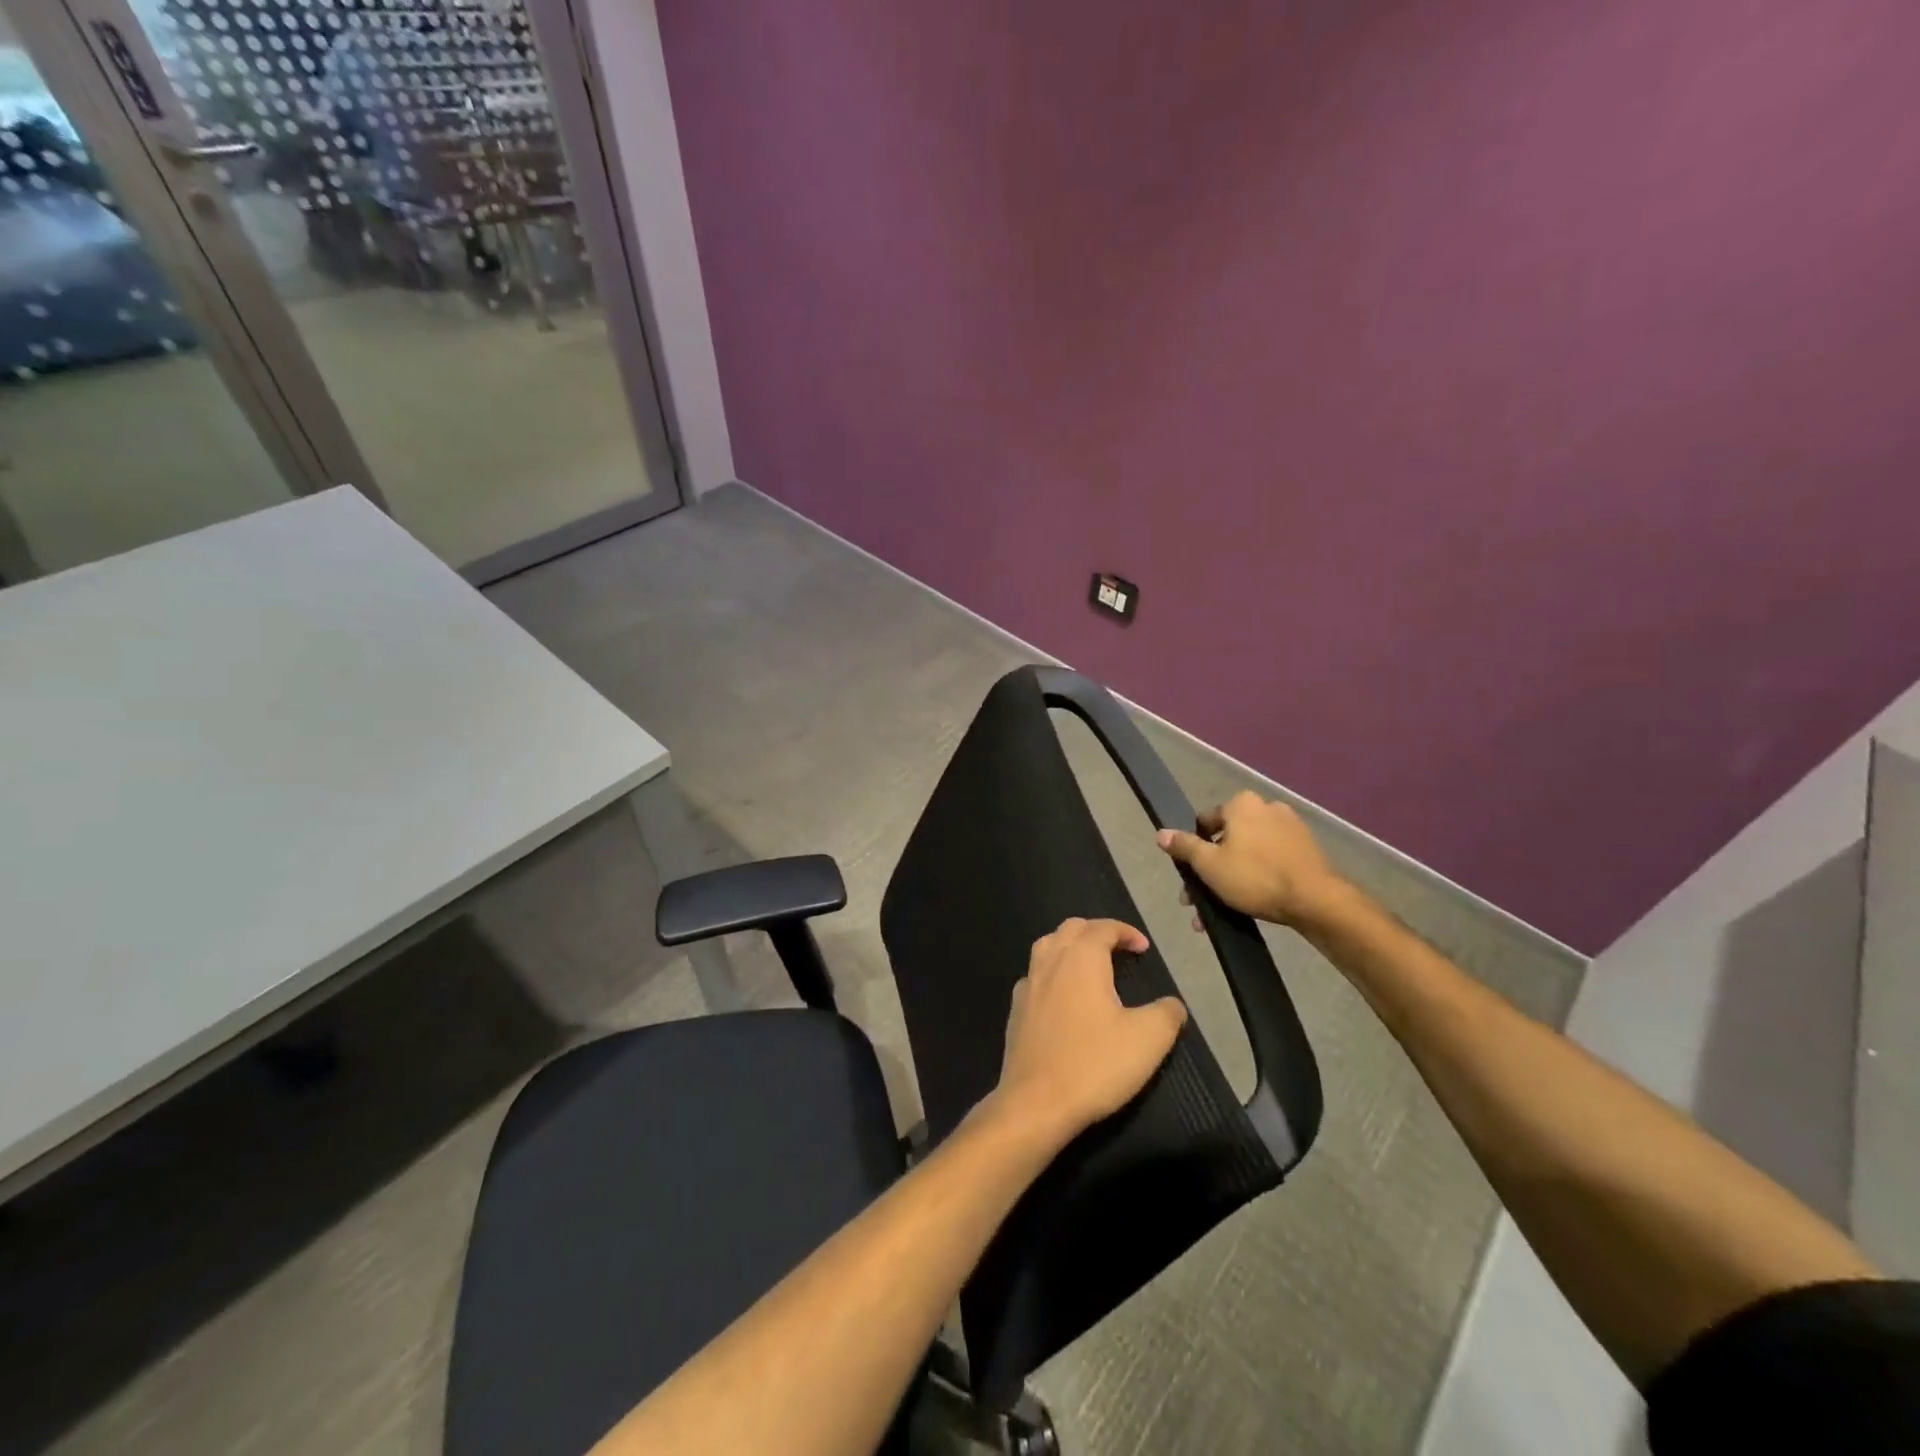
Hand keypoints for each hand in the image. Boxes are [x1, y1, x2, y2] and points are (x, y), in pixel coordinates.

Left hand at [991, 918, 1187, 1148]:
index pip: (1102, 927)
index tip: (1143, 948)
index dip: (1125, 932)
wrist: (1036, 1102)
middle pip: (1071, 929)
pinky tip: (1062, 997)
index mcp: (1081, 958)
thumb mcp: (1148, 1039)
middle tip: (1118, 950)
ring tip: (1090, 966)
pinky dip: (1052, 974)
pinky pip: (1035, 976)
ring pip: (1047, 947)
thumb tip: (1172, 1004)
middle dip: (1096, 932)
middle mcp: (1050, 961)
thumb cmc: (1095, 1064)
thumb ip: (1167, 1014)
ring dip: (1069, 947)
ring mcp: (1028, 984)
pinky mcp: (1015, 1010)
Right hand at [1156, 791, 1348, 927]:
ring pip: (1248, 853)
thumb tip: (1160, 833)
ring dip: (1232, 878)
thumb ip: (1184, 847)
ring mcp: (1290, 828)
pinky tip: (1251, 903)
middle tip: (1201, 901)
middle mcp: (1266, 808)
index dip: (1193, 850)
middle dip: (1211, 871)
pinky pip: (1270, 860)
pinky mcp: (1306, 849)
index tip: (1191, 877)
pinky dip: (1257, 877)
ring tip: (1223, 910)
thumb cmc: (1255, 877)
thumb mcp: (1209, 864)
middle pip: (1227, 840)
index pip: (1204, 822)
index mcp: (1241, 804)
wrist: (1316, 901)